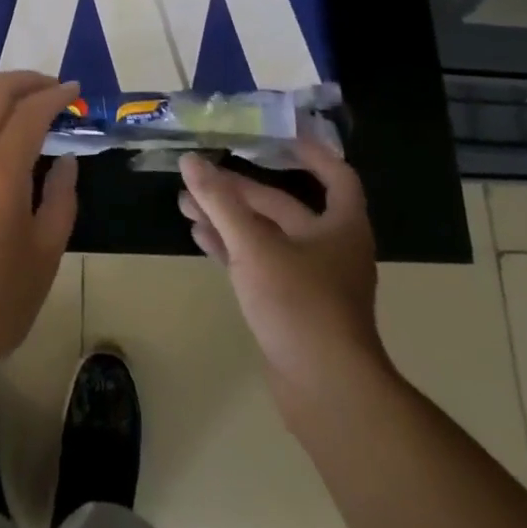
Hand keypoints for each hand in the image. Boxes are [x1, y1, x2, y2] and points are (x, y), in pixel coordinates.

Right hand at [179, 141, 387, 421]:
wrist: (326, 393)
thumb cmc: (300, 304)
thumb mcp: (254, 245)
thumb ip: (220, 202)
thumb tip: (190, 161)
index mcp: (340, 225)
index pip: (336, 174)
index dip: (310, 152)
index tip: (277, 134)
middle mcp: (331, 247)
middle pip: (283, 205)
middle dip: (239, 190)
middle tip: (199, 176)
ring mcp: (311, 280)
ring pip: (266, 235)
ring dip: (228, 218)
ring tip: (186, 204)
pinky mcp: (292, 306)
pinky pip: (259, 263)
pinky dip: (232, 247)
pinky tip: (199, 237)